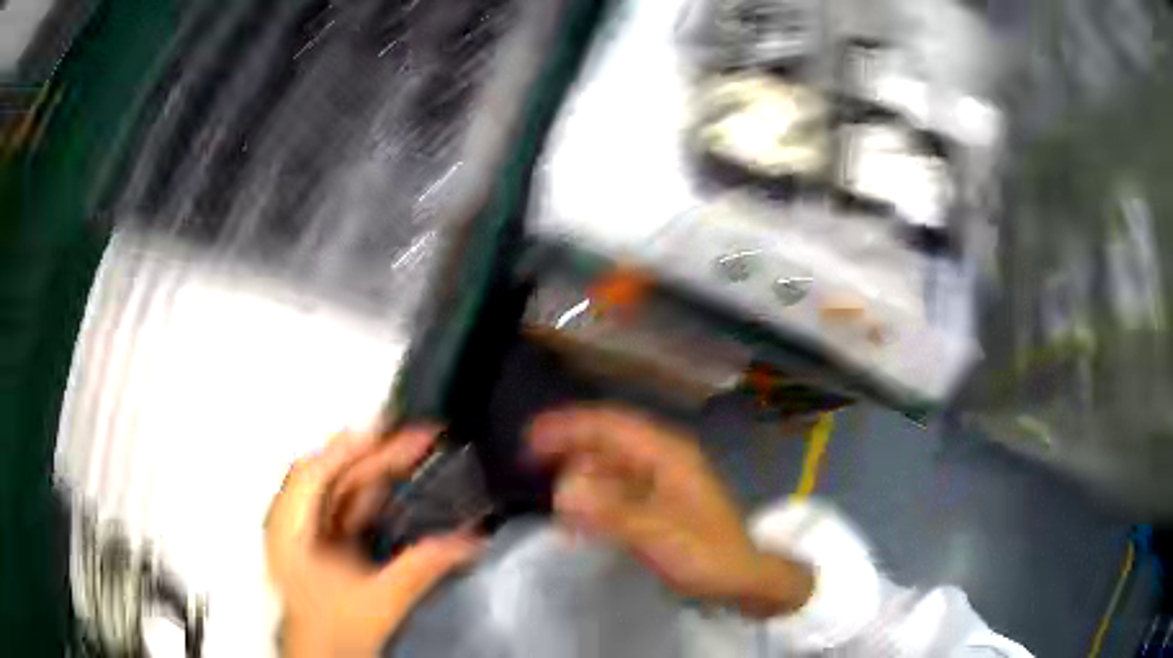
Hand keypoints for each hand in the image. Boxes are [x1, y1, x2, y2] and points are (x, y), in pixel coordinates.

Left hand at [265, 428, 481, 657]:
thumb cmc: (328, 635)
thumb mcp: (380, 601)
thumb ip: (423, 567)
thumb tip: (467, 543)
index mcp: (292, 529)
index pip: (316, 470)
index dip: (351, 444)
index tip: (386, 425)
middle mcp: (295, 525)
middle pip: (335, 476)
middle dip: (378, 454)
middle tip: (417, 437)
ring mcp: (309, 536)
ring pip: (343, 492)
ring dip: (378, 473)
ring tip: (413, 454)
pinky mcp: (324, 548)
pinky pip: (348, 511)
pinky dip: (373, 498)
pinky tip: (396, 492)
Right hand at [529, 406, 813, 617]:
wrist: (743, 580)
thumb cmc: (705, 554)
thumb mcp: (656, 534)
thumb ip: (609, 511)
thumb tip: (561, 490)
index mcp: (667, 454)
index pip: (609, 425)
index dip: (568, 426)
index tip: (531, 437)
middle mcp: (664, 458)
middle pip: (608, 440)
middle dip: (569, 446)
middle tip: (530, 461)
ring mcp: (664, 481)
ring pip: (612, 465)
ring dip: (581, 473)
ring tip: (552, 494)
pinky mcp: (662, 503)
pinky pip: (619, 489)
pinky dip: (596, 496)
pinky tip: (580, 514)